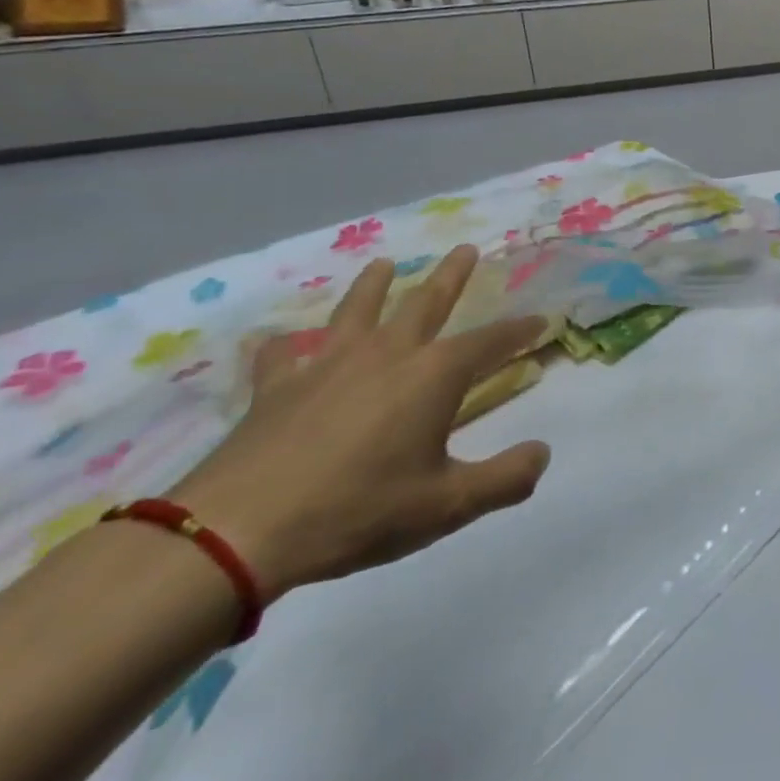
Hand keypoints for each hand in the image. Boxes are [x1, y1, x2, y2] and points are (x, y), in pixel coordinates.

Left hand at [173, 246, 550, 603]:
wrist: (237, 532)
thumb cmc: (358, 510)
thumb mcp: (448, 506)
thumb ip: (506, 478)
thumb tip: (542, 453)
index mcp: (434, 375)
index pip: (491, 341)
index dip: (520, 330)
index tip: (541, 319)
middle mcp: (387, 354)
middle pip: (426, 302)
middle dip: (451, 275)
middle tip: (466, 248)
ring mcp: (327, 365)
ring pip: (357, 310)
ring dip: (374, 285)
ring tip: (384, 264)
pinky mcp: (276, 388)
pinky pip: (281, 356)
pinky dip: (283, 346)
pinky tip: (280, 342)